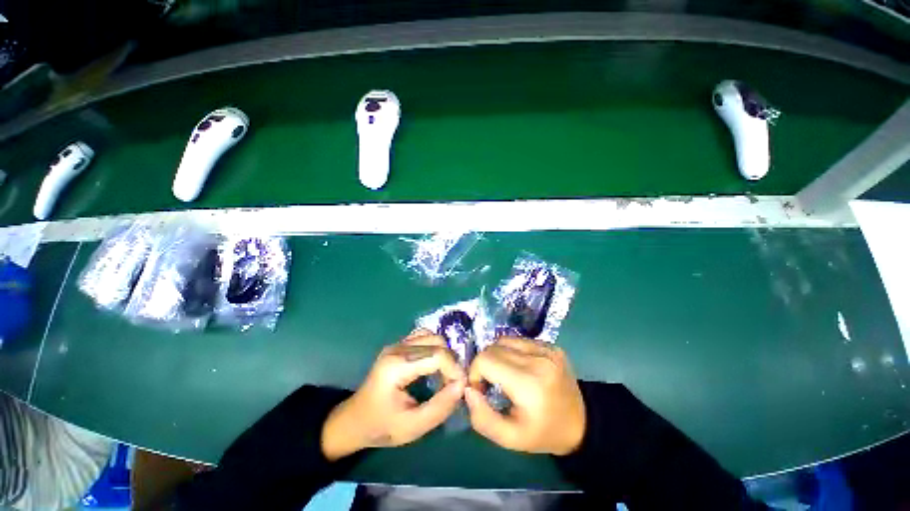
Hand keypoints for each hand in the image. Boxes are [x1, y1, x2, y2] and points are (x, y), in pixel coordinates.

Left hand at [321, 330, 465, 460]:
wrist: (354, 420)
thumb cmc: (381, 427)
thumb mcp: (412, 427)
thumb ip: (440, 407)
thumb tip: (462, 385)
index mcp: (397, 366)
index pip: (437, 355)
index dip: (454, 369)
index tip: (461, 388)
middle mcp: (397, 348)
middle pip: (437, 342)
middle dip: (451, 362)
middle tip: (452, 384)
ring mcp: (397, 344)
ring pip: (432, 336)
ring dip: (444, 353)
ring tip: (444, 374)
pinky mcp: (398, 345)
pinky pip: (423, 337)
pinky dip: (434, 347)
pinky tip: (433, 365)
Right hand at [465, 337, 585, 455]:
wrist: (581, 424)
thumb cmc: (543, 434)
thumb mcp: (510, 438)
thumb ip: (482, 418)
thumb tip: (467, 389)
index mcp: (529, 383)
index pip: (486, 360)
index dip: (475, 373)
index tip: (481, 390)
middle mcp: (538, 358)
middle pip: (493, 348)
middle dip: (484, 364)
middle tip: (490, 384)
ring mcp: (547, 348)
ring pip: (504, 340)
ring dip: (496, 355)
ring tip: (503, 374)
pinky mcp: (551, 345)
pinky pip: (518, 341)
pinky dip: (510, 351)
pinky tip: (517, 367)